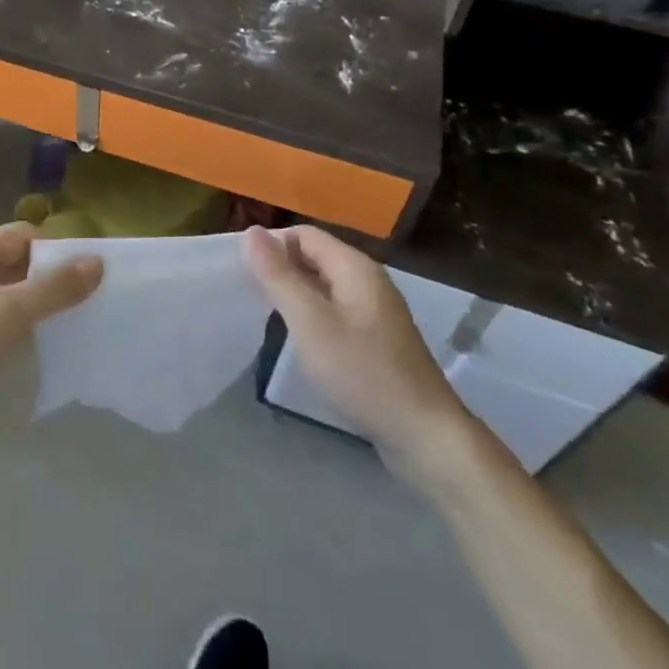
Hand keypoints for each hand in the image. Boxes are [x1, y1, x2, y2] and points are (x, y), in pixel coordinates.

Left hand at [0, 223, 101, 445]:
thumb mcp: (7, 315)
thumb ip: (53, 288)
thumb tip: (96, 262)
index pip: (25, 234)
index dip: (58, 250)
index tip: (88, 276)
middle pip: (12, 260)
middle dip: (46, 278)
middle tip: (81, 304)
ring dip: (28, 302)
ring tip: (60, 326)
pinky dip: (7, 322)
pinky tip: (23, 346)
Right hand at [244, 225, 471, 477]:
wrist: (426, 437)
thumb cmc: (362, 372)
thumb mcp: (310, 322)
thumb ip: (278, 276)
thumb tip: (251, 231)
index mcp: (354, 266)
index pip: (304, 234)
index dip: (272, 245)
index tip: (243, 272)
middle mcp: (368, 280)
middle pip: (315, 257)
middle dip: (282, 269)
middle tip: (250, 295)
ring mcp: (376, 311)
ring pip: (325, 286)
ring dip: (296, 294)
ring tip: (269, 318)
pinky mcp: (379, 340)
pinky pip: (337, 311)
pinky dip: (315, 316)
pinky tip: (302, 341)